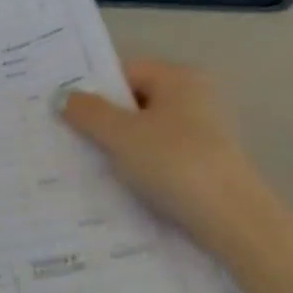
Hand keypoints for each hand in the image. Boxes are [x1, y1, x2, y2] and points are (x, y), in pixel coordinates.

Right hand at [59, 60, 272, 251]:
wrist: (231, 220)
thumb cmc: (174, 163)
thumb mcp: (121, 135)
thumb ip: (87, 112)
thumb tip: (61, 97)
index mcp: (178, 79)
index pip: (123, 72)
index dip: (92, 90)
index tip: (63, 112)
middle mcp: (194, 98)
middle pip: (133, 102)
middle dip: (102, 121)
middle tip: (67, 139)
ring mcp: (202, 133)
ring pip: (145, 132)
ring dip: (118, 147)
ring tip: (87, 165)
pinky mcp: (204, 164)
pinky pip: (159, 156)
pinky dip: (138, 166)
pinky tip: (118, 185)